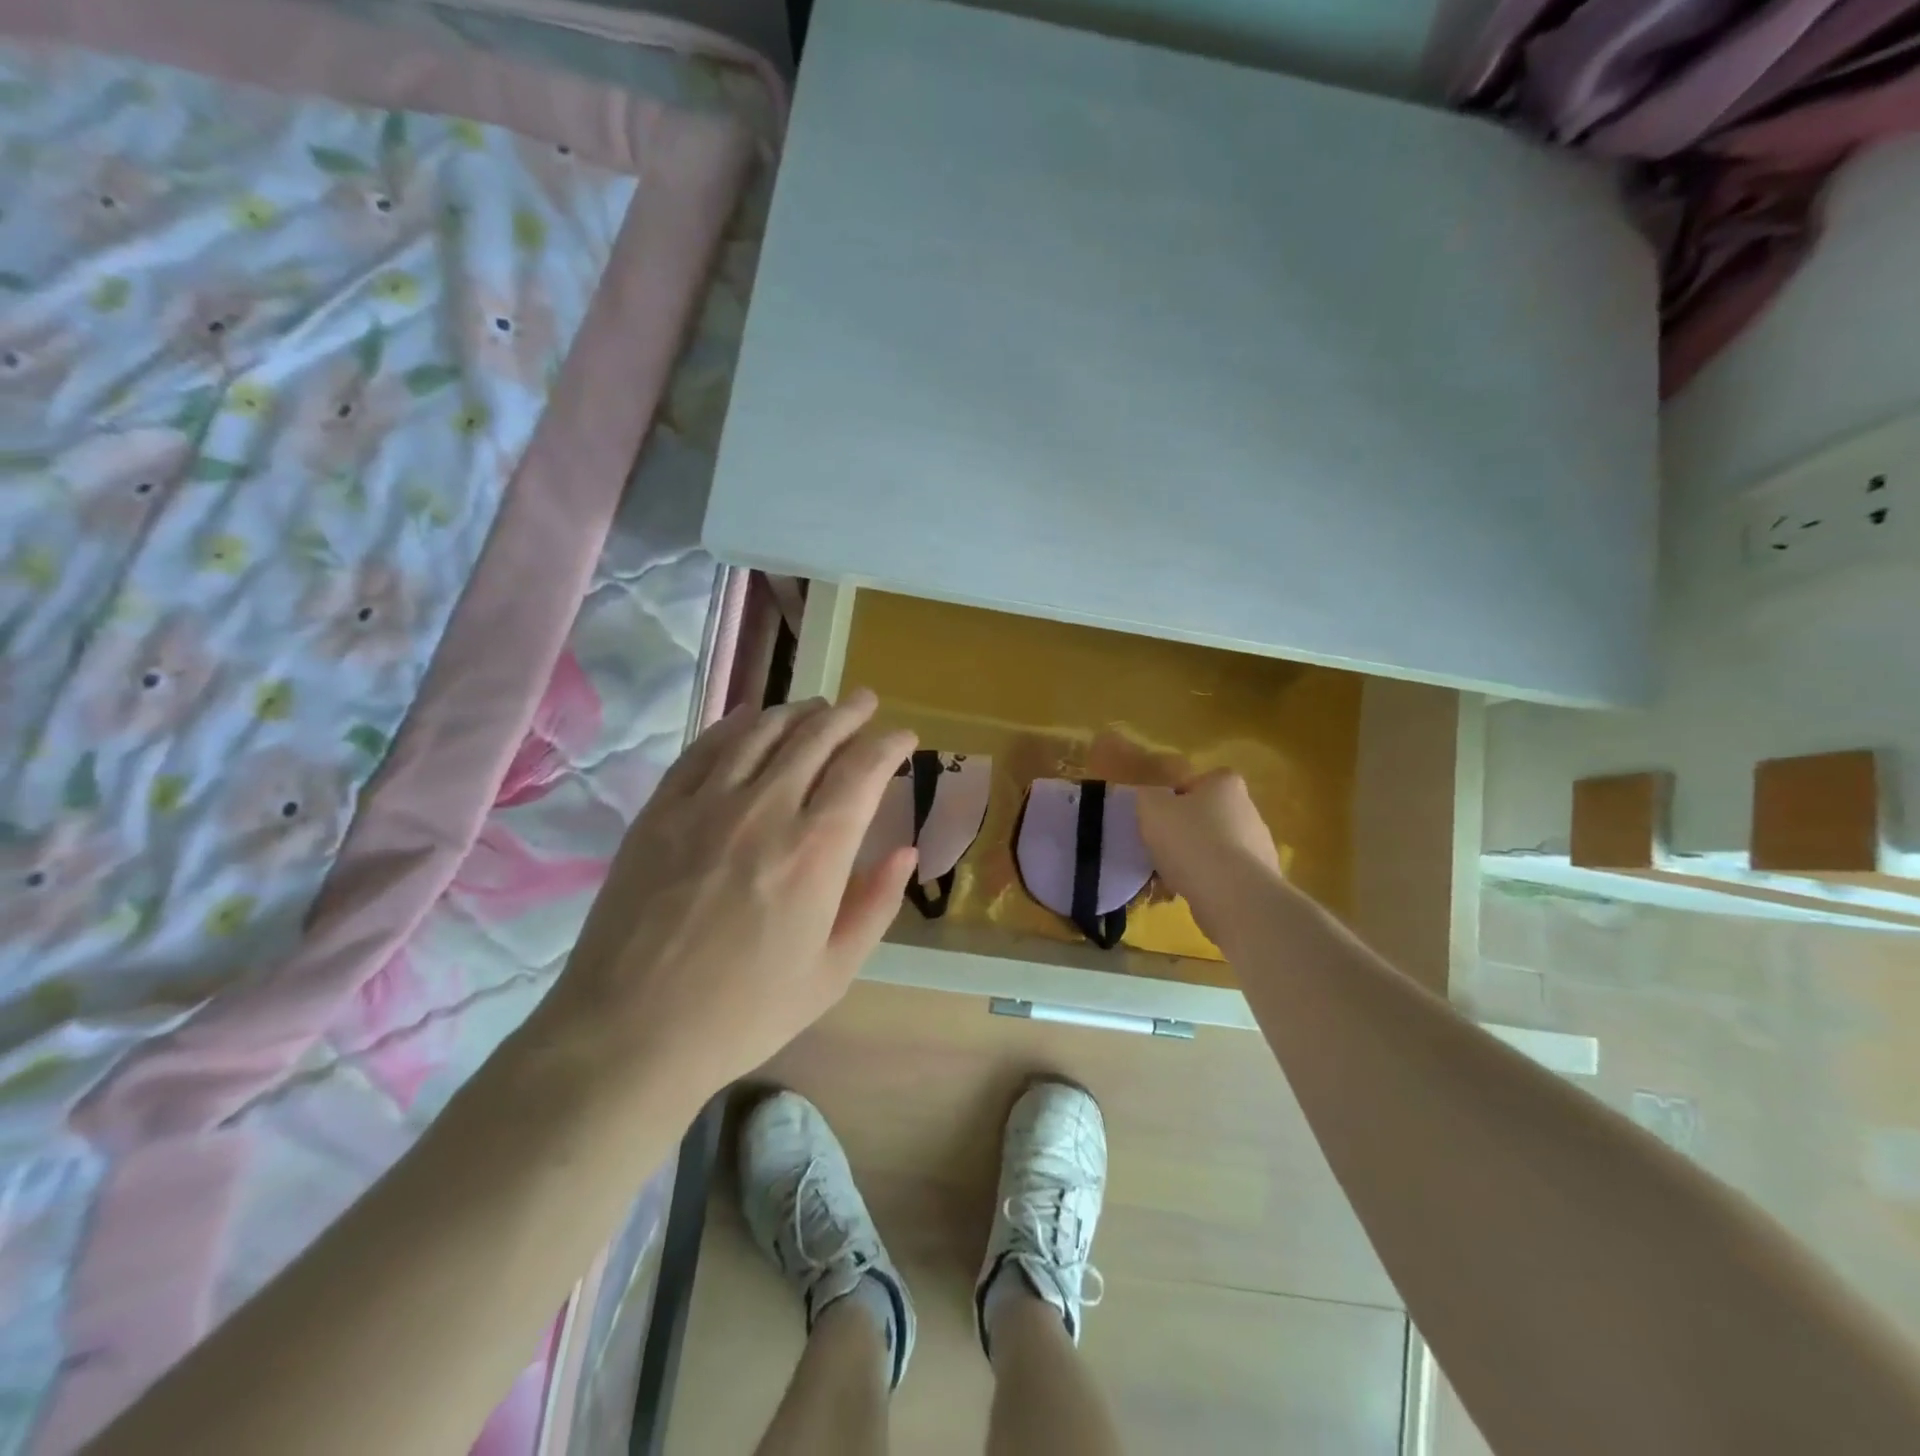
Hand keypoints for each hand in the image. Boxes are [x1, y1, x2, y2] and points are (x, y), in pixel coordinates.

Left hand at [533, 690, 916, 1104]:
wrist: (631, 1031)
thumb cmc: (744, 1011)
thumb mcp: (832, 972)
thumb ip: (876, 904)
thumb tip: (905, 850)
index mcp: (816, 850)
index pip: (863, 770)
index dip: (889, 745)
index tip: (903, 738)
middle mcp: (766, 809)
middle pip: (815, 736)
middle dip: (849, 713)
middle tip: (865, 702)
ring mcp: (706, 803)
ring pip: (761, 731)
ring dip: (797, 710)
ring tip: (816, 705)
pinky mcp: (661, 810)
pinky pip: (705, 748)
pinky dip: (736, 724)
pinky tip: (749, 718)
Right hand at [1136, 766, 1283, 945]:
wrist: (1232, 896)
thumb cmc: (1190, 841)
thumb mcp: (1151, 807)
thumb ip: (1147, 795)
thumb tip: (1153, 799)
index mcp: (1226, 784)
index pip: (1195, 783)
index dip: (1173, 799)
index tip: (1159, 819)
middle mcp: (1249, 809)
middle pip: (1206, 817)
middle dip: (1184, 832)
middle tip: (1160, 848)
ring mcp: (1259, 846)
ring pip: (1214, 848)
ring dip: (1194, 860)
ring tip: (1170, 878)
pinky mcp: (1260, 879)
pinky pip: (1225, 875)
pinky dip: (1207, 882)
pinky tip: (1188, 894)